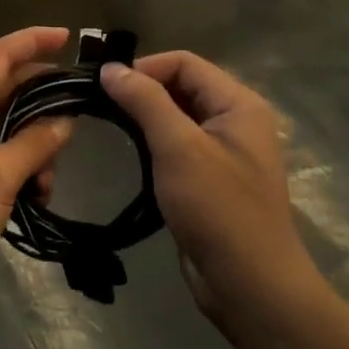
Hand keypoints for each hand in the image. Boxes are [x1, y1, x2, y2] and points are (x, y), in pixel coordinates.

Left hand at [0, 27, 75, 309]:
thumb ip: (35, 143)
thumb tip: (65, 120)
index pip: (0, 53)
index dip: (34, 40)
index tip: (69, 36)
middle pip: (4, 87)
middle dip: (42, 104)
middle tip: (78, 119)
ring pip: (2, 123)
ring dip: (31, 144)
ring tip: (48, 181)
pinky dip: (15, 163)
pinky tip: (33, 195)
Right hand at [101, 52, 325, 331]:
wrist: (250, 286)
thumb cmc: (218, 210)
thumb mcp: (179, 148)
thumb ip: (145, 101)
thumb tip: (110, 68)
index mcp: (239, 104)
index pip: (184, 63)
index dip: (144, 68)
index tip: (103, 88)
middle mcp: (235, 120)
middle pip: (181, 86)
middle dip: (141, 91)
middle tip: (99, 105)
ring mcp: (224, 151)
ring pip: (176, 116)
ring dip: (144, 118)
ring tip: (108, 126)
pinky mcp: (210, 179)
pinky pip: (178, 145)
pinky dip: (152, 143)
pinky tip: (129, 154)